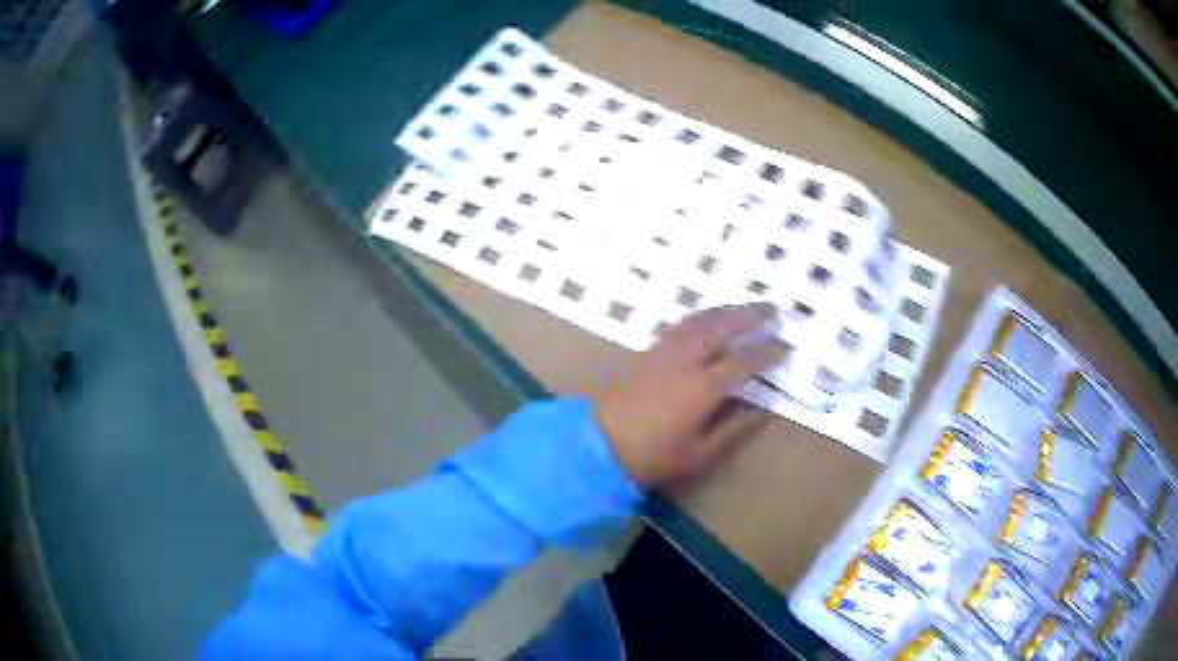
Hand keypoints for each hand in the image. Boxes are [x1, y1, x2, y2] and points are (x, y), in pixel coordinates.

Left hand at [595, 303, 787, 486]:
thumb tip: (766, 409)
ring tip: (747, 307)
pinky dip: (701, 316)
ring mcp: (664, 351)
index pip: (744, 361)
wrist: (600, 445)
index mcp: (703, 388)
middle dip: (751, 316)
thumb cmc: (654, 457)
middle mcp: (686, 360)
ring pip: (701, 320)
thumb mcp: (701, 455)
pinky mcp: (648, 351)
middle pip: (723, 328)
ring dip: (727, 311)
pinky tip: (709, 318)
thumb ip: (736, 429)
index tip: (786, 346)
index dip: (768, 352)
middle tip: (774, 309)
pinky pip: (680, 324)